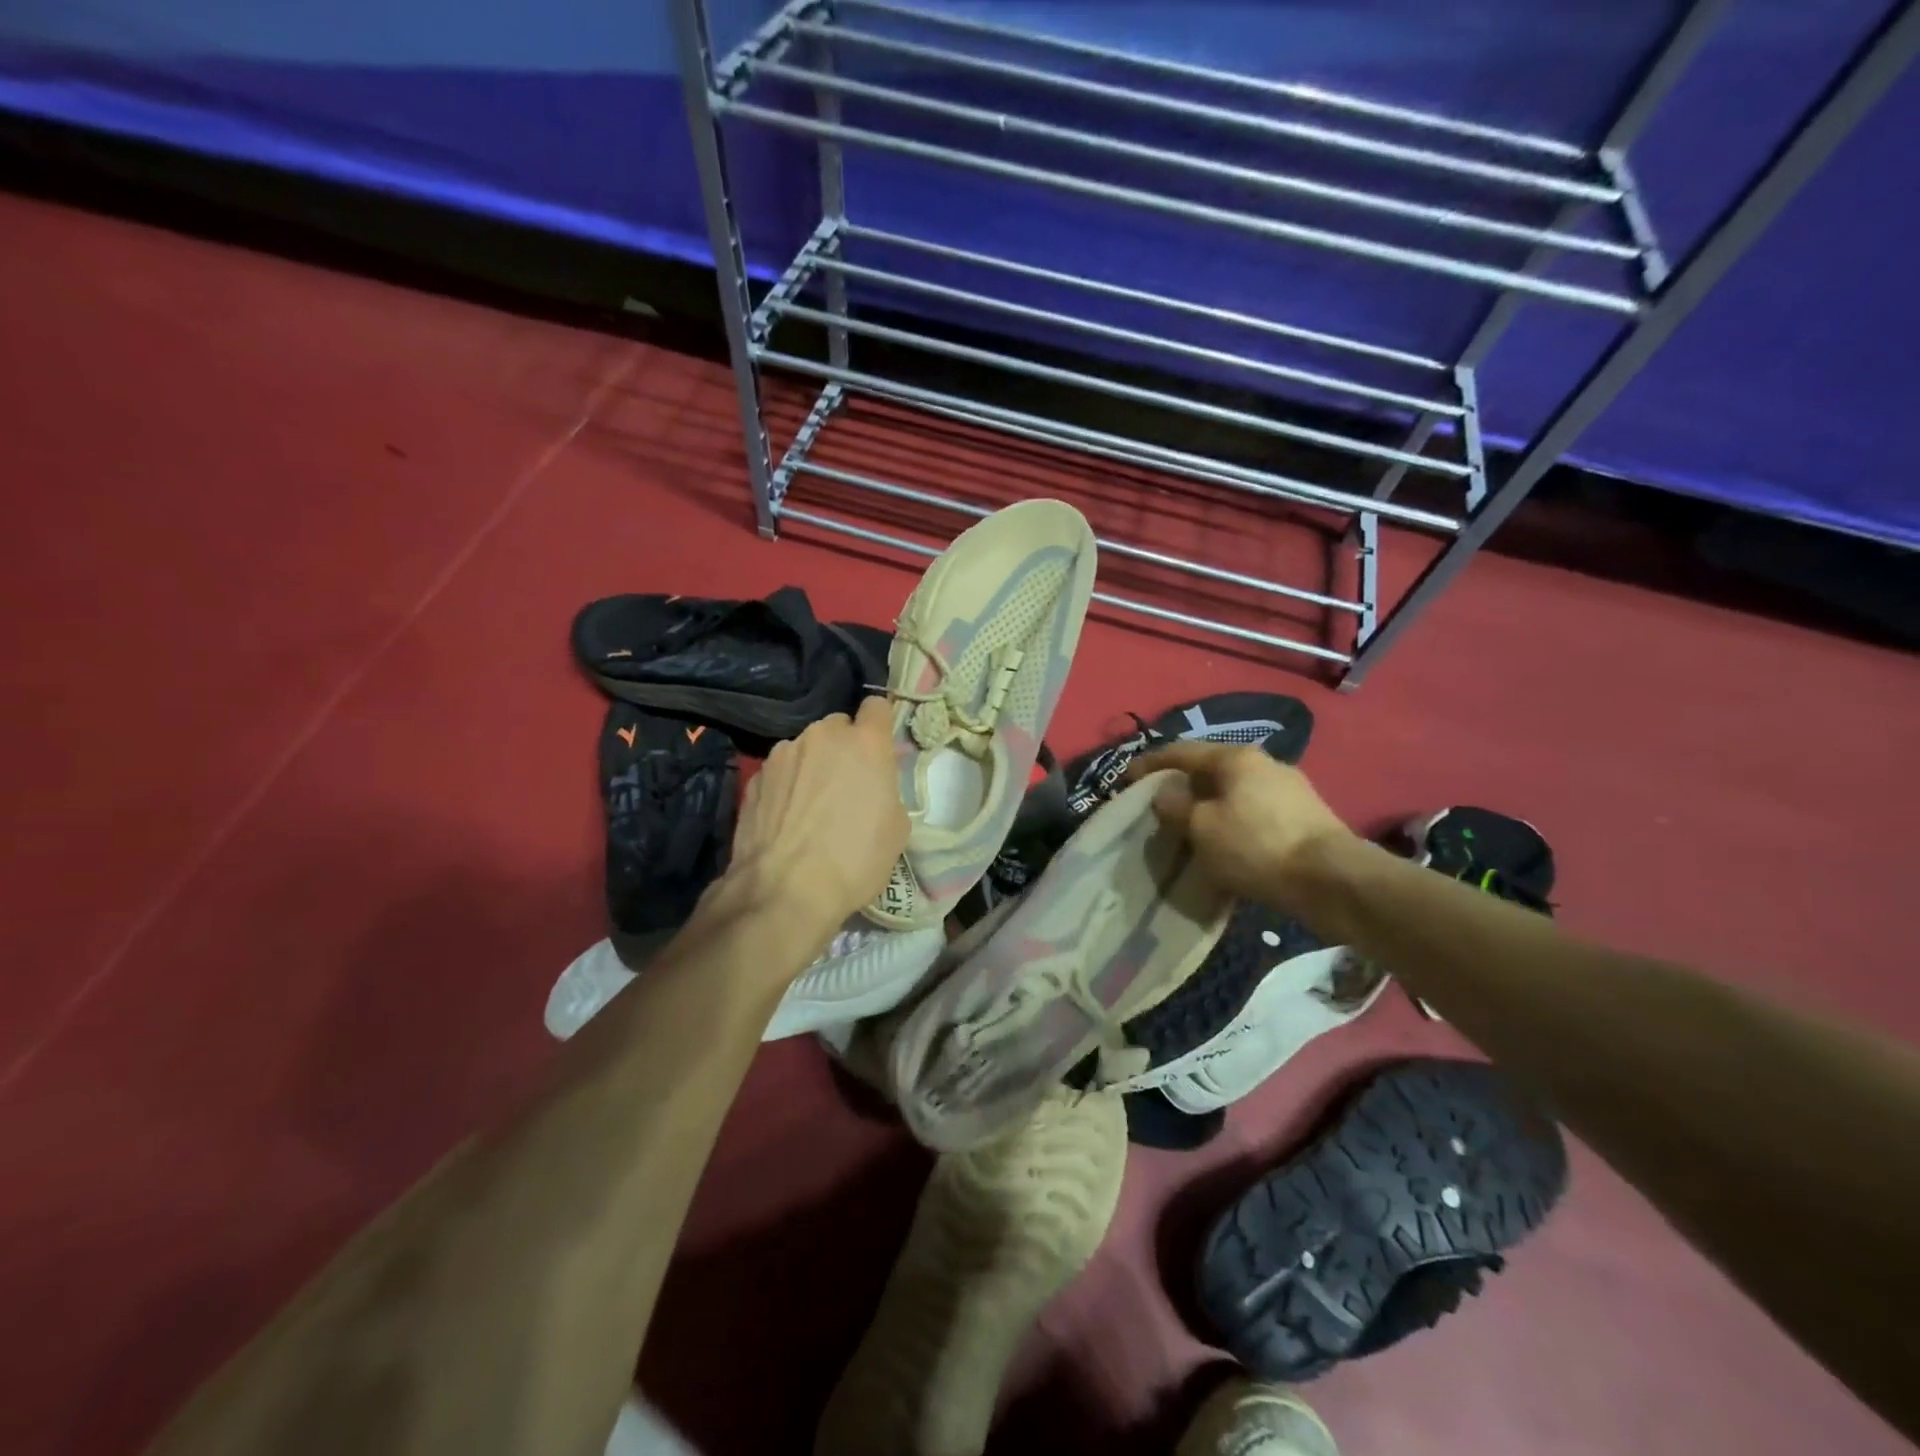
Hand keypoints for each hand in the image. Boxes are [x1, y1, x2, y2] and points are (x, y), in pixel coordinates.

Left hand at [717, 695, 908, 942]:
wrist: (783, 891)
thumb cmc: (854, 860)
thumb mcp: (896, 829)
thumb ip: (886, 790)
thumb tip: (872, 786)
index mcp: (865, 743)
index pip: (877, 707)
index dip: (880, 725)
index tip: (880, 748)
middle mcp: (822, 736)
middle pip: (839, 727)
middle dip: (845, 748)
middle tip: (847, 786)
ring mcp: (783, 753)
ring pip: (806, 748)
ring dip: (813, 766)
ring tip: (811, 807)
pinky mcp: (754, 775)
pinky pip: (781, 771)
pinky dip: (787, 786)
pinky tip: (786, 819)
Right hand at [1127, 742, 1354, 912]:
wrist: (1332, 881)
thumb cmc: (1255, 846)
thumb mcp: (1200, 827)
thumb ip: (1175, 806)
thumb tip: (1165, 793)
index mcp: (1235, 757)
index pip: (1182, 751)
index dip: (1150, 763)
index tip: (1126, 777)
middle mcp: (1264, 763)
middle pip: (1211, 770)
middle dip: (1183, 785)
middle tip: (1159, 805)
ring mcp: (1289, 789)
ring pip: (1234, 792)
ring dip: (1209, 806)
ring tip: (1190, 827)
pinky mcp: (1305, 817)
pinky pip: (1254, 813)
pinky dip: (1232, 822)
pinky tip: (1225, 842)